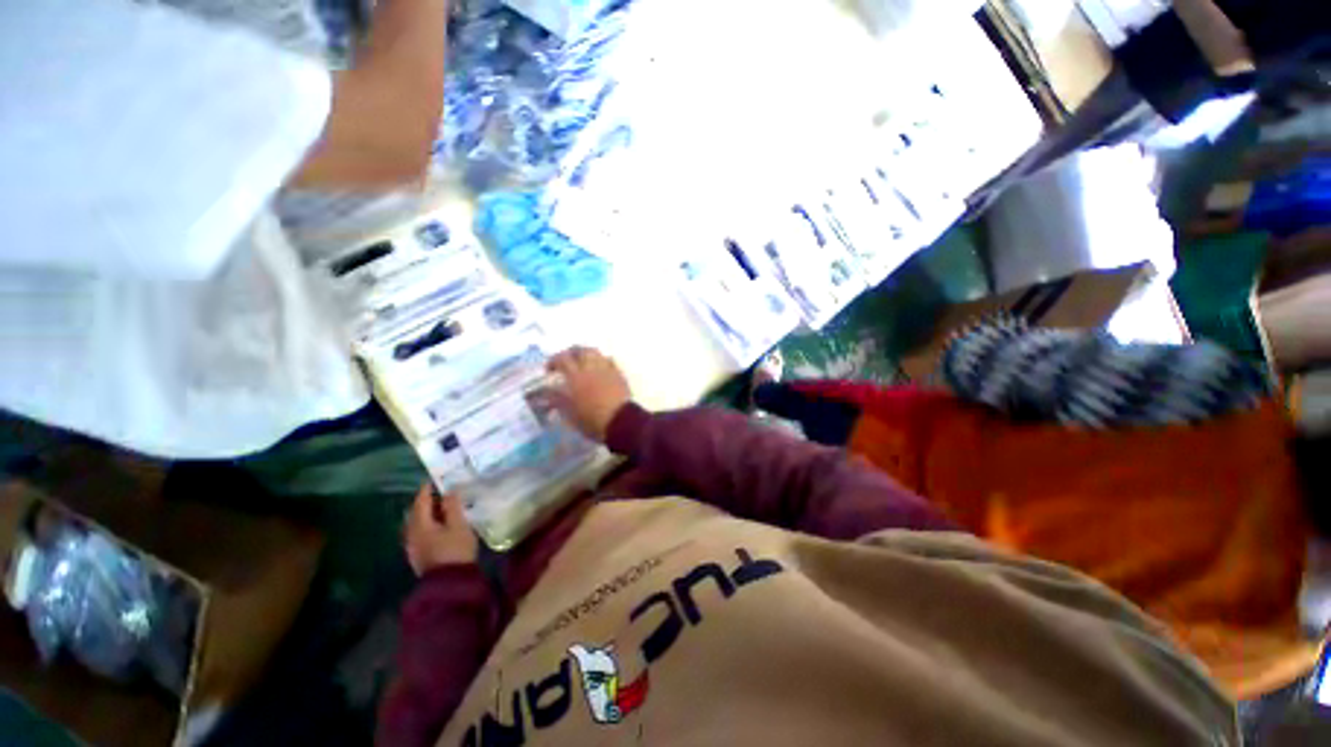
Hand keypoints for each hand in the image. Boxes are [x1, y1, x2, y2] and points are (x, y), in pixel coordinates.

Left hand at [403, 484, 478, 574]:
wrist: (449, 584)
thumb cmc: (455, 550)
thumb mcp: (459, 525)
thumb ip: (453, 506)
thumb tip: (450, 490)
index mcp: (420, 525)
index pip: (421, 501)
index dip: (427, 489)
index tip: (435, 479)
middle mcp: (411, 534)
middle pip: (416, 512)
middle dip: (426, 501)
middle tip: (441, 491)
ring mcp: (413, 546)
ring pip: (417, 523)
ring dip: (427, 513)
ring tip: (442, 507)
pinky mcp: (419, 555)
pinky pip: (420, 533)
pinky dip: (428, 524)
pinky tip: (439, 525)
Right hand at [547, 346, 632, 442]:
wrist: (619, 422)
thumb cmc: (591, 420)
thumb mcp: (569, 413)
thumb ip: (556, 400)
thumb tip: (545, 394)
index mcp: (576, 377)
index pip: (562, 359)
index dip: (554, 361)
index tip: (549, 370)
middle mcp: (591, 368)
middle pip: (580, 350)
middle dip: (571, 353)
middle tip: (566, 361)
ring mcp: (607, 369)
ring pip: (595, 352)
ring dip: (586, 354)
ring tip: (582, 362)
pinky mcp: (619, 374)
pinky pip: (609, 360)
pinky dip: (601, 361)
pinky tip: (599, 368)